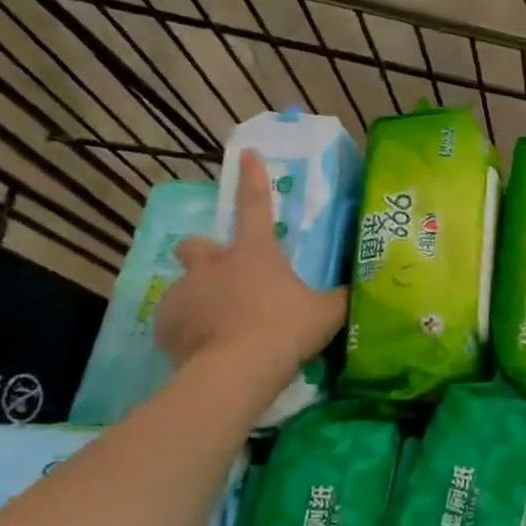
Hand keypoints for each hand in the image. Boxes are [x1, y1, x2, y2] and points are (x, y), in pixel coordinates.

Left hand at [155, 150, 347, 383]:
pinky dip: (188, 331)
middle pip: (197, 245)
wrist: (237, 370)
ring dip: (202, 299)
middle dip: (205, 253)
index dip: (253, 178)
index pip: (256, 204)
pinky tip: (205, 350)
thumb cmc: (286, 329)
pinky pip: (176, 322)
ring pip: (187, 287)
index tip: (247, 154)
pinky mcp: (166, 325)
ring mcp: (185, 294)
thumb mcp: (327, 312)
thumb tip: (359, 288)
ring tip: (221, 327)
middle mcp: (214, 265)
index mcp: (254, 253)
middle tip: (224, 274)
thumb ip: (340, 297)